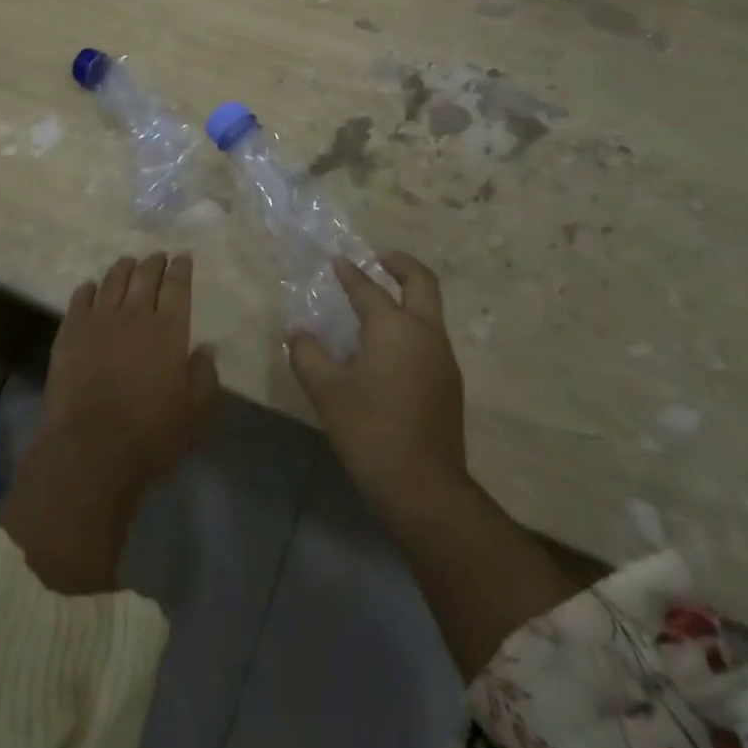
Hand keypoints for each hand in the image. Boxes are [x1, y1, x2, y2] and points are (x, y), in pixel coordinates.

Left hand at [45, 251, 219, 498]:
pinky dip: (88, 288)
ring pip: (112, 280)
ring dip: (122, 268)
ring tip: (127, 263)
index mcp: (169, 329)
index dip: (181, 268)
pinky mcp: (70, 333)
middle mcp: (134, 314)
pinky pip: (79, 299)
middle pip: (145, 276)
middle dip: (154, 262)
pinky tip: (90, 287)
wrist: (91, 447)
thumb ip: (204, 375)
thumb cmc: (152, 433)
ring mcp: (99, 320)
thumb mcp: (195, 412)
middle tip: (158, 257)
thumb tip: (206, 348)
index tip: (183, 256)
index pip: (177, 286)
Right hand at [289, 251, 468, 520]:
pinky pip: (430, 336)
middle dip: (401, 264)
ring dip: (408, 296)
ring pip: (430, 310)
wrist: (424, 489)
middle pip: (422, 282)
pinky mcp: (449, 382)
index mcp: (394, 328)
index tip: (337, 261)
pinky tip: (389, 346)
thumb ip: (307, 355)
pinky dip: (412, 324)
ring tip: (379, 303)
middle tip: (380, 258)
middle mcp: (425, 333)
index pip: (369, 289)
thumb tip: (297, 332)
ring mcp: (443, 358)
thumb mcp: (327, 392)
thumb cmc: (370, 432)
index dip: (350, 274)